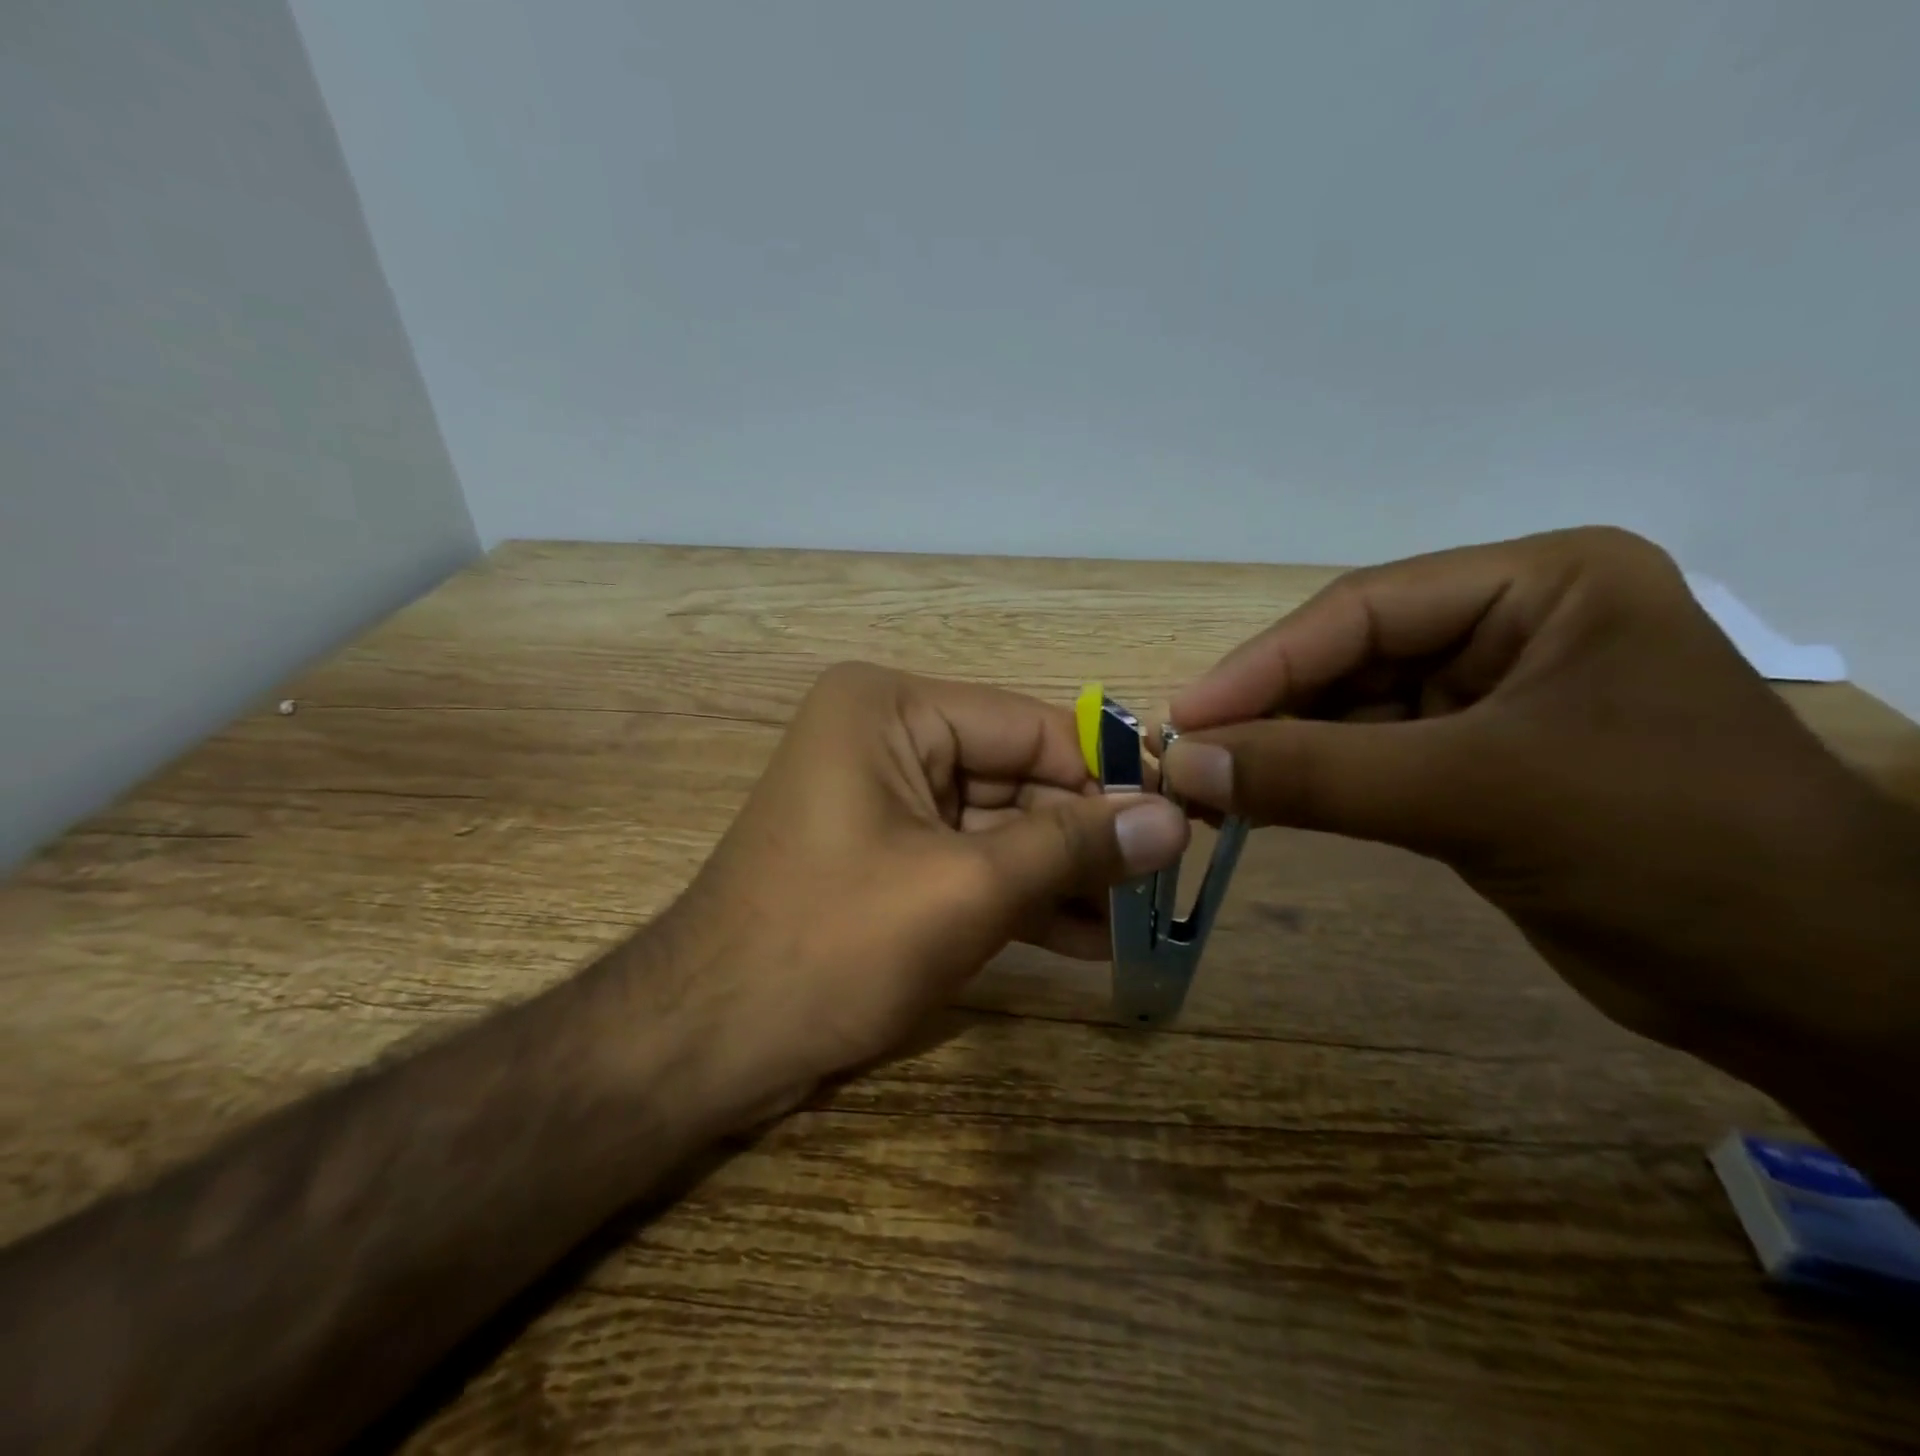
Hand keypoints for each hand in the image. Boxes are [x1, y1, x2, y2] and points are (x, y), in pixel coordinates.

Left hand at [655, 663, 1189, 1117]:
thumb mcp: (965, 888)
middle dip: (1088, 835)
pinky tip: (1089, 940)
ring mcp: (885, 801)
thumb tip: (1173, 819)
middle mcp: (887, 738)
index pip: (1030, 727)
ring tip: (1141, 919)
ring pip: (999, 826)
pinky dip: (1023, 898)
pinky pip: (969, 863)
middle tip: (1169, 881)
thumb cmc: (831, 944)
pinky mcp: (886, 858)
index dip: (1108, 775)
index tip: (1183, 818)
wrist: (707, 1042)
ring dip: (1064, 874)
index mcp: (892, 709)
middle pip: (1017, 777)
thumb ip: (1072, 846)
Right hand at [1160, 527, 1919, 1080]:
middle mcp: (1512, 628)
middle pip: (1351, 658)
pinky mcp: (1476, 767)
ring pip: (1352, 712)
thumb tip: (1183, 762)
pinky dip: (1313, 783)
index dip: (1263, 665)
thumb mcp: (1478, 795)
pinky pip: (1370, 760)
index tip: (1183, 718)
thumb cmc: (1669, 852)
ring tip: (1207, 785)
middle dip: (1267, 710)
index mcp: (1540, 586)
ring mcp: (1492, 700)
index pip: (1363, 609)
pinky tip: (1258, 802)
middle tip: (1184, 757)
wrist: (1812, 993)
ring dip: (1281, 750)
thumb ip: (1318, 774)